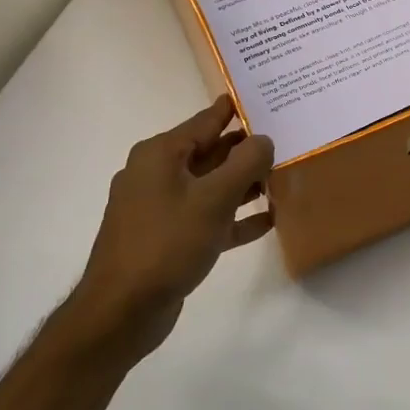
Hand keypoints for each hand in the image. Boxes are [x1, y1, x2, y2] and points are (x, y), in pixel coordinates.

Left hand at [70, 97, 274, 354]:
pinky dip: (234, 217)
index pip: (206, 121)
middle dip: (247, 150)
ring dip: (244, 185)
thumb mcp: (214, 199)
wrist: (122, 311)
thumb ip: (246, 164)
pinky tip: (267, 221)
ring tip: (283, 180)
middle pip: (210, 152)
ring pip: (210, 186)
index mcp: (161, 154)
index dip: (237, 110)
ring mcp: (160, 208)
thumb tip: (264, 139)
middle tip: (287, 141)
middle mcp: (157, 174)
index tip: (266, 98)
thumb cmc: (167, 244)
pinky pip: (207, 218)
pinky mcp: (167, 238)